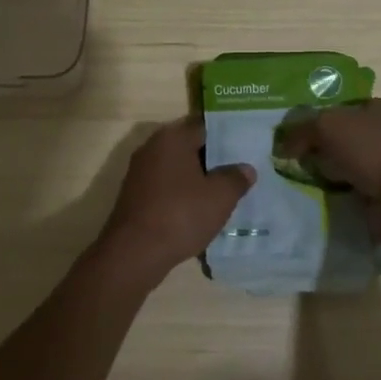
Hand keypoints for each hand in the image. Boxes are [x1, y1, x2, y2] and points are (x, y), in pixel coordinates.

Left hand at [94, 118, 255, 277]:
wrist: (134, 253)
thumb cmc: (180, 215)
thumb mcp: (220, 197)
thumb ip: (236, 178)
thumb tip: (245, 168)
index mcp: (172, 138)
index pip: (205, 127)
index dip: (227, 136)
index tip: (246, 147)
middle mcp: (152, 148)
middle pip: (190, 147)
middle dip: (213, 159)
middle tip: (240, 171)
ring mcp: (140, 172)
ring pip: (177, 169)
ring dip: (198, 179)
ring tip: (224, 193)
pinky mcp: (135, 196)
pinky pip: (166, 188)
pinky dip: (182, 195)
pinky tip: (199, 211)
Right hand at [274, 99, 380, 217]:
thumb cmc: (372, 150)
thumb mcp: (327, 126)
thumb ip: (301, 130)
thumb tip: (282, 145)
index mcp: (380, 108)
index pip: (341, 106)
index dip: (315, 116)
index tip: (292, 132)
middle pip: (341, 136)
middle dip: (317, 146)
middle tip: (289, 156)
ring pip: (345, 163)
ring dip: (325, 171)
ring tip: (296, 178)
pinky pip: (351, 188)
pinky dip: (336, 191)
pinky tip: (316, 196)